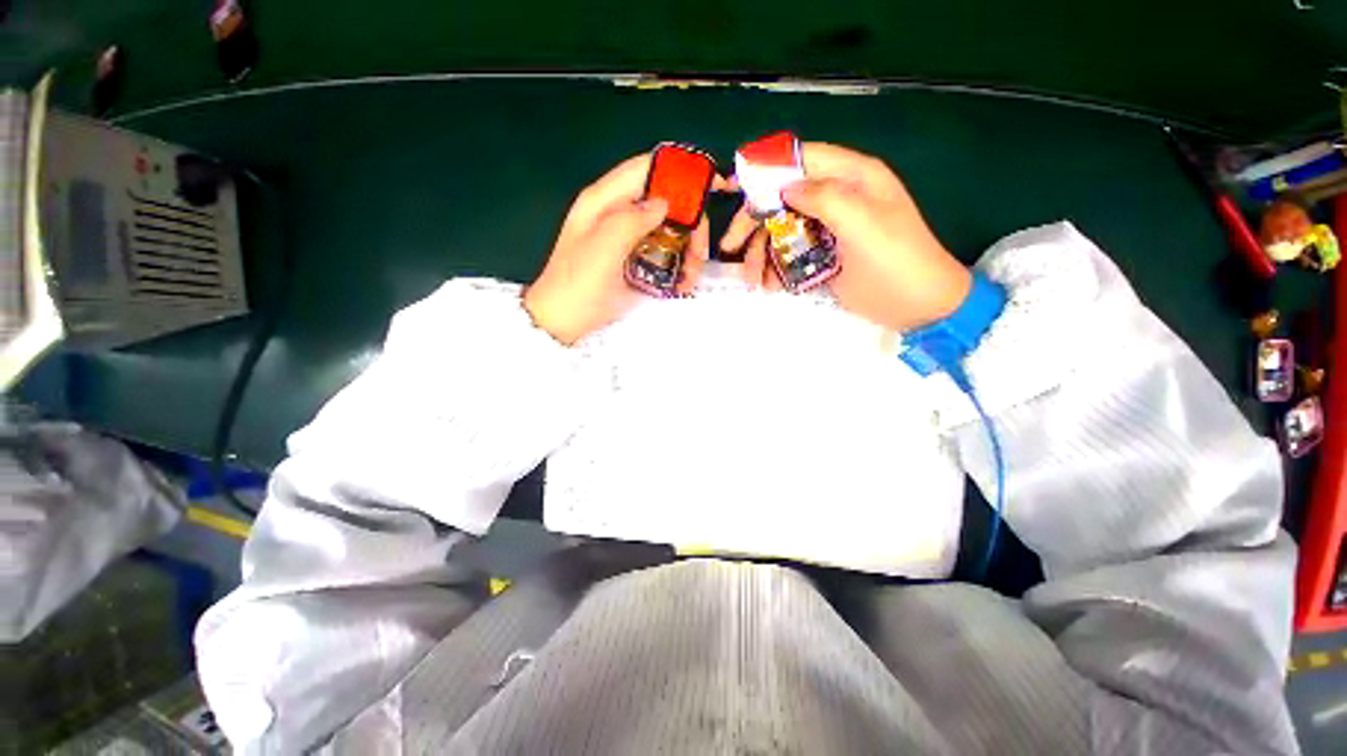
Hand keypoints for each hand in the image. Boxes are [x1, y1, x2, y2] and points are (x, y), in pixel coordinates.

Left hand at [524, 154, 713, 344]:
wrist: (561, 323)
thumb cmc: (578, 285)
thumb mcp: (603, 249)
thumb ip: (632, 219)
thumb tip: (664, 204)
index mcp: (603, 201)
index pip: (647, 169)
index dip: (680, 172)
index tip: (714, 185)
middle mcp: (616, 214)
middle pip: (664, 202)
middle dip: (689, 224)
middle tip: (701, 252)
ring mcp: (625, 239)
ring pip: (667, 230)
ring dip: (686, 249)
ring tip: (691, 276)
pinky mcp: (631, 261)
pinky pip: (661, 253)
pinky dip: (676, 264)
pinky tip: (681, 282)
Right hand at [721, 143, 970, 330]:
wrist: (919, 307)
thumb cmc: (896, 262)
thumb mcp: (863, 224)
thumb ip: (825, 197)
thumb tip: (786, 187)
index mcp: (852, 178)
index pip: (802, 159)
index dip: (766, 168)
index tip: (733, 186)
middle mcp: (838, 198)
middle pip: (783, 198)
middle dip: (755, 222)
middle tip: (730, 247)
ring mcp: (829, 229)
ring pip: (783, 230)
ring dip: (762, 253)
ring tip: (752, 279)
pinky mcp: (824, 255)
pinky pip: (791, 254)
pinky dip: (776, 268)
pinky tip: (768, 285)